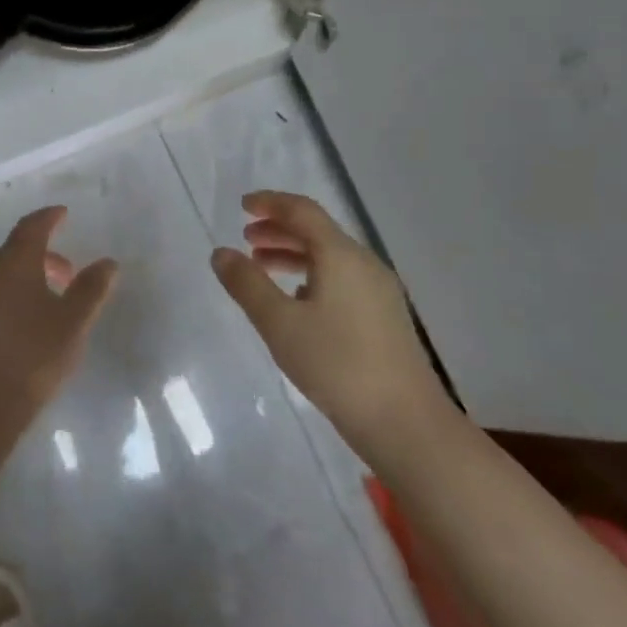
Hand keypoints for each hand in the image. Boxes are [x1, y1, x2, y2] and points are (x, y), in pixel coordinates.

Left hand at [0, 207, 118, 440]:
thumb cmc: (30, 358)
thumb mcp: (72, 324)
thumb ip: (91, 290)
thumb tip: (108, 262)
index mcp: (13, 263)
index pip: (31, 227)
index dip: (49, 218)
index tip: (63, 214)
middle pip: (15, 251)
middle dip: (43, 255)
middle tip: (67, 273)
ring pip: (0, 275)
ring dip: (25, 277)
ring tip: (47, 302)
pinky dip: (8, 296)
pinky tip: (20, 325)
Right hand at [211, 191, 451, 454]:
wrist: (405, 423)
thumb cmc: (336, 365)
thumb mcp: (279, 324)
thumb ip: (247, 284)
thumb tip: (221, 253)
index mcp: (341, 255)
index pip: (303, 211)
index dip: (271, 203)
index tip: (243, 205)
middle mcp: (364, 264)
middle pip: (318, 232)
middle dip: (279, 229)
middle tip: (246, 238)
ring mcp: (379, 291)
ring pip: (330, 257)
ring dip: (293, 254)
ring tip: (262, 267)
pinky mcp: (384, 317)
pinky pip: (342, 279)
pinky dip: (312, 276)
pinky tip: (296, 301)